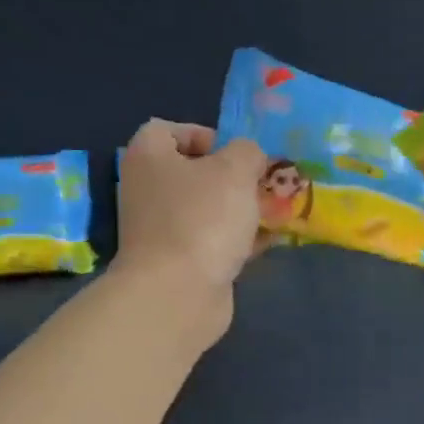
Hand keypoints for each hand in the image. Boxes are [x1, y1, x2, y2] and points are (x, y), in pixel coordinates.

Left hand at [113, 120, 266, 328]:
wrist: (177, 294)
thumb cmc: (202, 219)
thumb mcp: (236, 170)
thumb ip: (248, 152)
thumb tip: (249, 158)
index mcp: (149, 157)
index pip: (168, 130)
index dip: (205, 135)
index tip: (236, 153)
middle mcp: (148, 190)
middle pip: (193, 173)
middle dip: (232, 177)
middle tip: (262, 183)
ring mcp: (161, 230)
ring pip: (206, 209)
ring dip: (239, 210)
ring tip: (274, 211)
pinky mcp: (178, 263)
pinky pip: (212, 242)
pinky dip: (237, 241)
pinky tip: (268, 242)